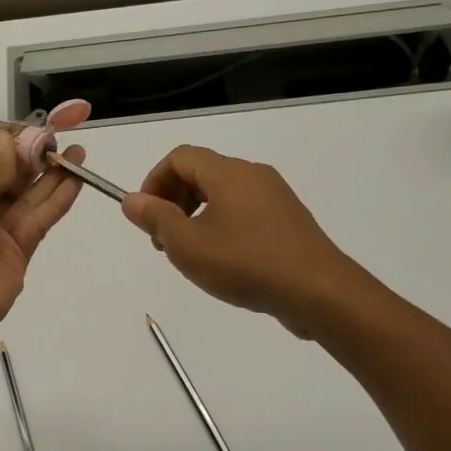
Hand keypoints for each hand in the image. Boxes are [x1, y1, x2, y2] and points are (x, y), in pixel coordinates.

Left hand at [0, 104, 90, 342]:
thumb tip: (7, 139)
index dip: (13, 148)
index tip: (37, 131)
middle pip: (12, 181)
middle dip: (37, 160)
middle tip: (64, 139)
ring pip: (30, 199)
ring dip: (54, 177)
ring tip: (78, 154)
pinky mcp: (19, 254)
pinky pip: (40, 220)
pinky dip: (58, 200)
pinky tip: (76, 180)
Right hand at [121, 145, 356, 336]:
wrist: (319, 292)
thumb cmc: (245, 263)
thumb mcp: (188, 245)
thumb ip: (156, 218)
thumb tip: (131, 200)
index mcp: (228, 173)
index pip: (180, 158)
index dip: (154, 182)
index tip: (147, 217)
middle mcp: (253, 175)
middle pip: (201, 173)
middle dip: (173, 201)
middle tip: (164, 240)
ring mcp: (275, 197)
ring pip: (223, 194)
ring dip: (196, 215)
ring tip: (192, 254)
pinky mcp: (289, 220)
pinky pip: (245, 211)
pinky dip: (222, 225)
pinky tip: (224, 262)